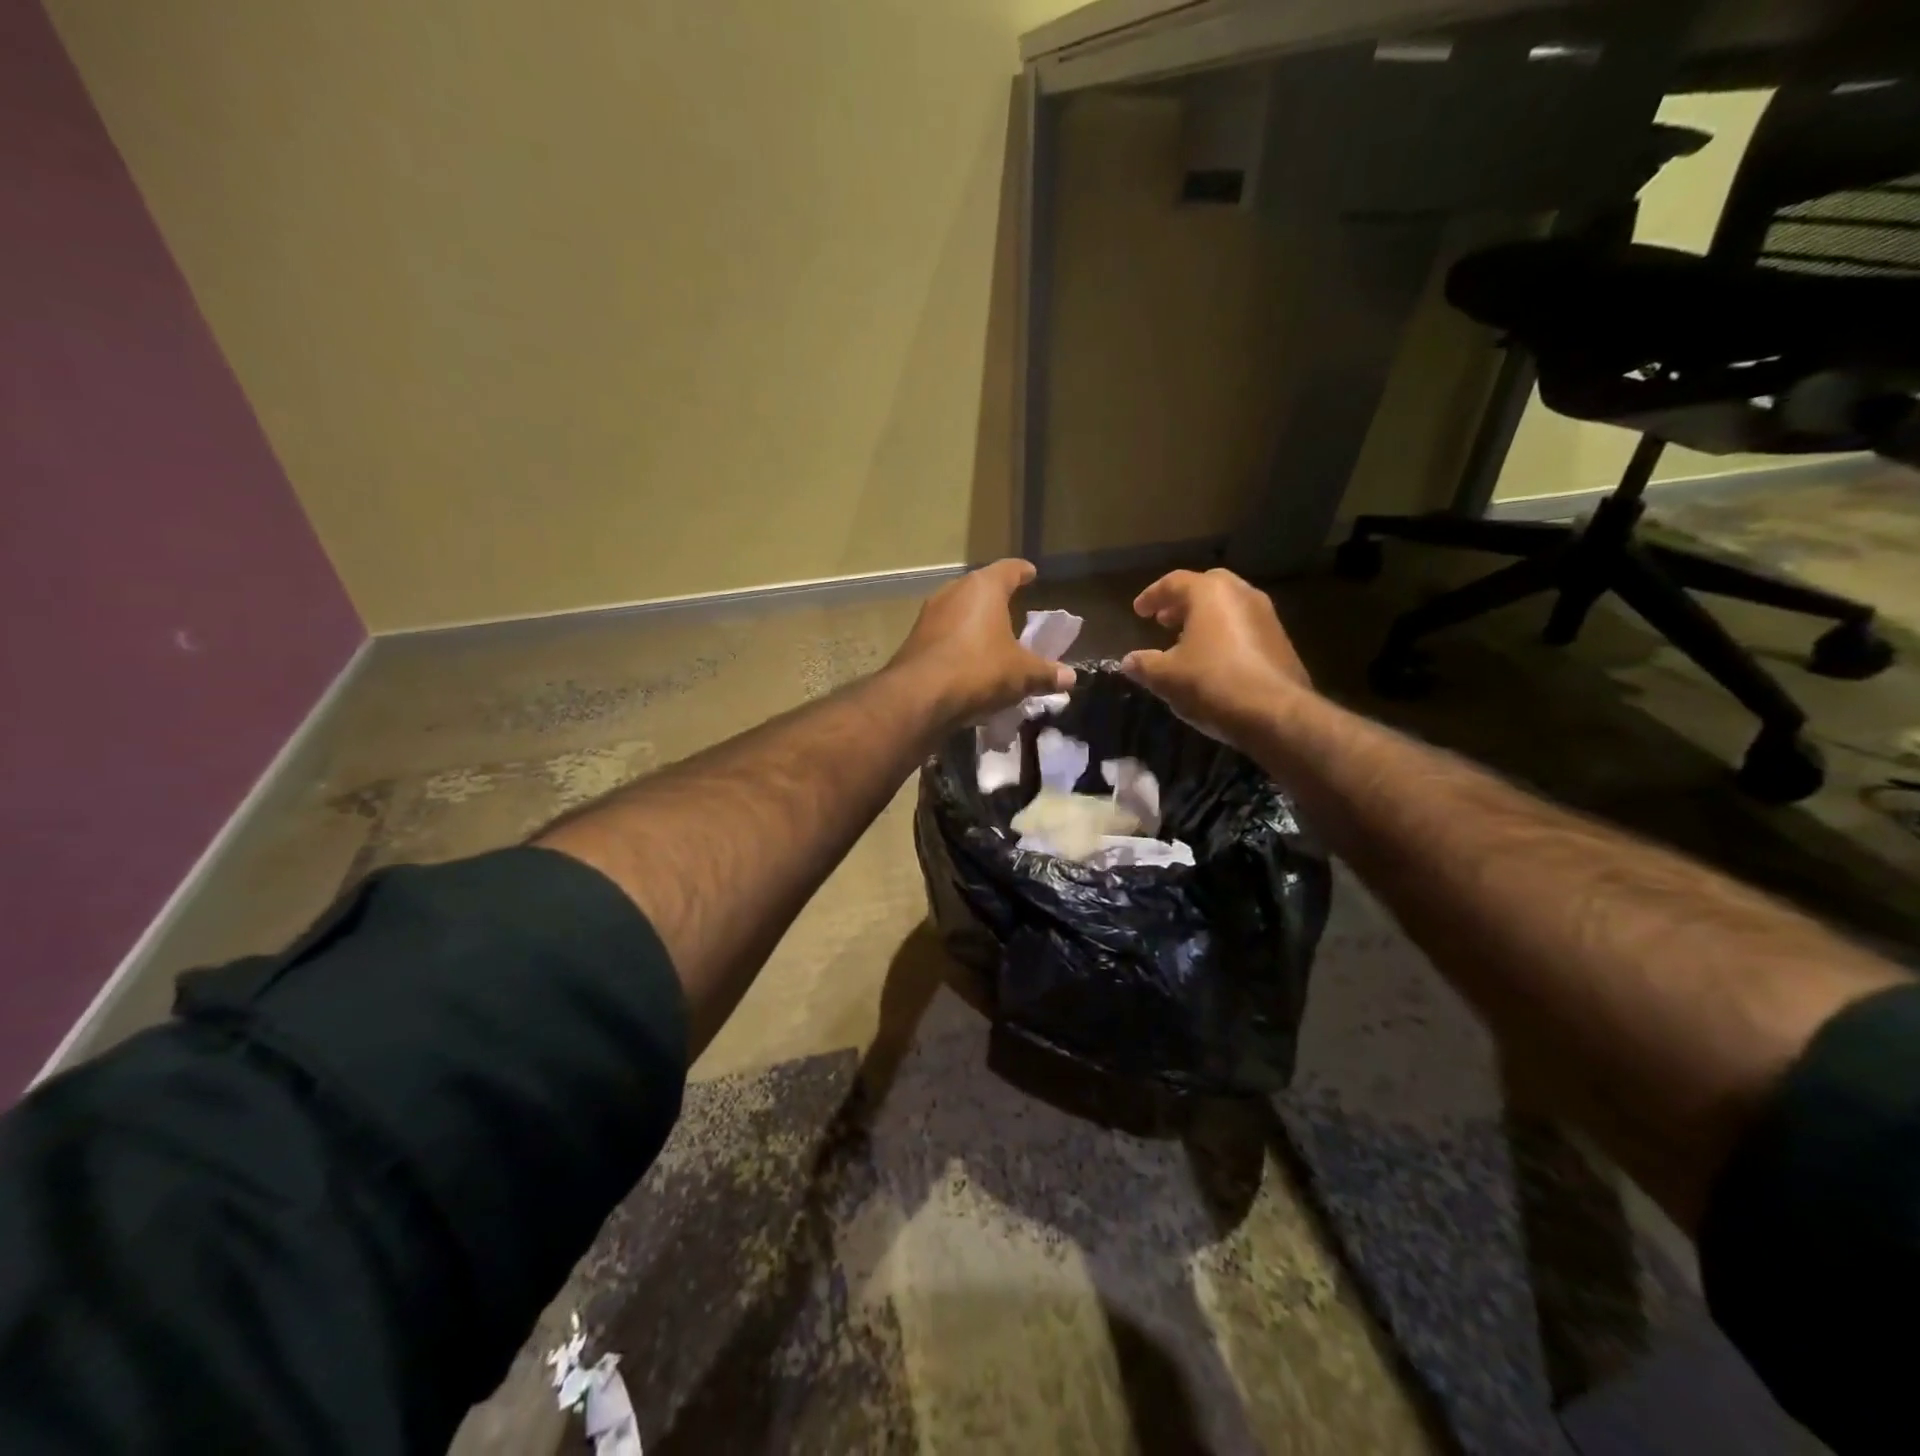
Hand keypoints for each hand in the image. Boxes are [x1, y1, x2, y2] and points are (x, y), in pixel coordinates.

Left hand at [888, 560, 1075, 729]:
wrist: (919, 696)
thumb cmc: (979, 670)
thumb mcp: (1022, 674)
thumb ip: (1046, 673)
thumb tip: (1070, 677)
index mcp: (984, 588)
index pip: (1008, 569)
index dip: (1022, 571)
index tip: (1030, 573)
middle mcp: (953, 592)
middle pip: (980, 588)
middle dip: (996, 598)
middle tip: (1012, 609)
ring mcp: (929, 615)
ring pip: (959, 611)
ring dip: (974, 622)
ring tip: (990, 638)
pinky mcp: (914, 640)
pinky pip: (944, 635)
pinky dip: (958, 642)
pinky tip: (967, 661)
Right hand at [1121, 569, 1311, 748]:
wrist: (1275, 713)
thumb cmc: (1212, 682)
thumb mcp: (1166, 677)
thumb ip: (1143, 664)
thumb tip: (1128, 661)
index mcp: (1210, 593)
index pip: (1174, 582)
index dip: (1152, 596)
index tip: (1138, 612)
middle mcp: (1241, 594)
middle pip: (1206, 587)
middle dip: (1182, 602)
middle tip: (1164, 620)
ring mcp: (1266, 616)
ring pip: (1228, 607)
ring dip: (1204, 619)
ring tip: (1185, 641)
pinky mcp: (1280, 641)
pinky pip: (1244, 627)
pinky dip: (1224, 634)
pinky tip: (1213, 660)